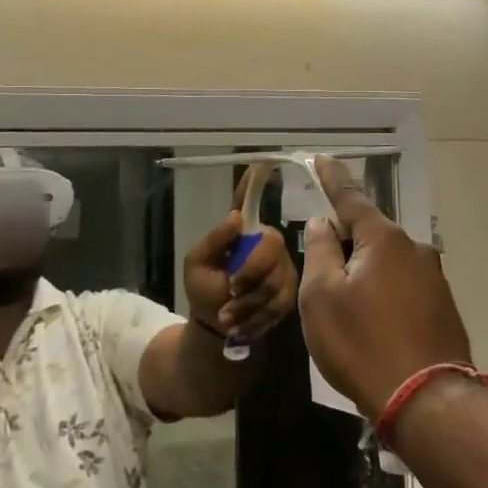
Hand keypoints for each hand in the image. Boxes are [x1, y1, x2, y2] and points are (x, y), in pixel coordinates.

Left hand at [183, 180, 298, 345]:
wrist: (216, 327)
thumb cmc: (203, 289)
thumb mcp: (197, 265)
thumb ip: (214, 240)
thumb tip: (237, 216)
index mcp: (242, 231)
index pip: (249, 200)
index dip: (256, 182)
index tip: (264, 160)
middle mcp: (266, 242)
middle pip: (271, 246)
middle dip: (250, 273)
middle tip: (230, 291)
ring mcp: (281, 265)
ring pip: (277, 278)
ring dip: (249, 302)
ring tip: (229, 315)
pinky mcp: (290, 290)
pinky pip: (281, 300)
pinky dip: (258, 316)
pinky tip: (243, 323)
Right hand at [298, 156, 472, 419]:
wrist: (425, 400)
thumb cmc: (362, 343)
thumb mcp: (321, 297)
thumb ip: (320, 251)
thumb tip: (324, 223)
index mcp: (383, 238)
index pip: (351, 197)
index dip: (333, 178)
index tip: (322, 159)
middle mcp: (414, 248)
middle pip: (370, 232)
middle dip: (346, 239)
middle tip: (322, 264)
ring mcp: (434, 277)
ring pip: (387, 261)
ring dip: (365, 270)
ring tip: (346, 305)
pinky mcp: (442, 306)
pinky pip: (403, 285)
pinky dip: (383, 292)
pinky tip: (373, 321)